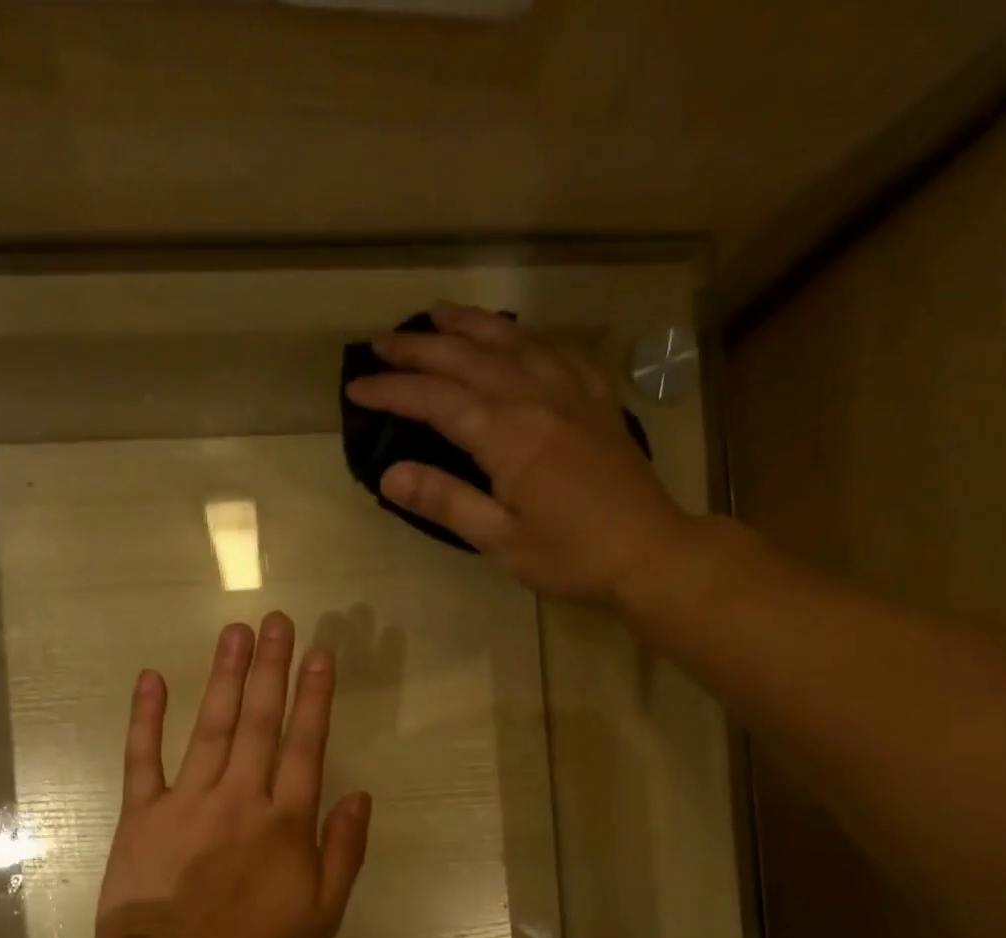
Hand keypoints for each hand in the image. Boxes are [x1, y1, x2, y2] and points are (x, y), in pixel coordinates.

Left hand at [95, 612, 371, 937]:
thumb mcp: (321, 917)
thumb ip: (343, 853)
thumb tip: (359, 796)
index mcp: (285, 822)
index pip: (306, 745)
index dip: (314, 696)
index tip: (320, 653)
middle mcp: (241, 797)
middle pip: (260, 721)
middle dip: (271, 667)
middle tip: (277, 620)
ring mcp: (188, 800)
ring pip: (212, 726)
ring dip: (225, 676)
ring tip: (236, 631)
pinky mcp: (143, 813)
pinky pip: (143, 757)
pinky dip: (146, 717)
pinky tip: (152, 677)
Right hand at [343, 302, 689, 603]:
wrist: (649, 551)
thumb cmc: (571, 555)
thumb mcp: (500, 539)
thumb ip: (446, 502)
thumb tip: (389, 476)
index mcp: (508, 434)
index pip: (436, 400)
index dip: (392, 390)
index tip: (356, 386)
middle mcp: (536, 398)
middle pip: (468, 359)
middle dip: (420, 348)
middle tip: (382, 341)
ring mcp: (571, 393)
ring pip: (513, 341)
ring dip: (471, 325)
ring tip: (438, 315)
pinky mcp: (597, 401)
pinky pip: (558, 352)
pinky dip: (528, 336)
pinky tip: (517, 336)